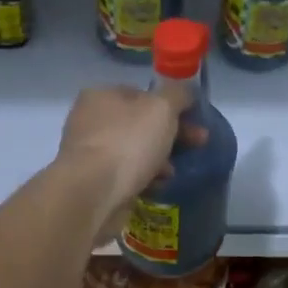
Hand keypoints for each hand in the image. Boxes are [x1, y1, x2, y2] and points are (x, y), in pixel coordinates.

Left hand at [55, 84, 201, 235]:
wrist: (93, 195)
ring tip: (173, 172)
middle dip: (171, 135)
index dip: (171, 105)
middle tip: (198, 145)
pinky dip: (144, 179)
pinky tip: (156, 186)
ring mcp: (89, 153)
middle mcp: (90, 121)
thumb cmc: (127, 143)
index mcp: (101, 95)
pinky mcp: (93, 183)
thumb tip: (186, 92)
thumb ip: (178, 95)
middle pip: (140, 124)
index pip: (142, 94)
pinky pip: (126, 176)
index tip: (195, 120)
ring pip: (134, 152)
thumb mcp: (161, 109)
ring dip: (158, 160)